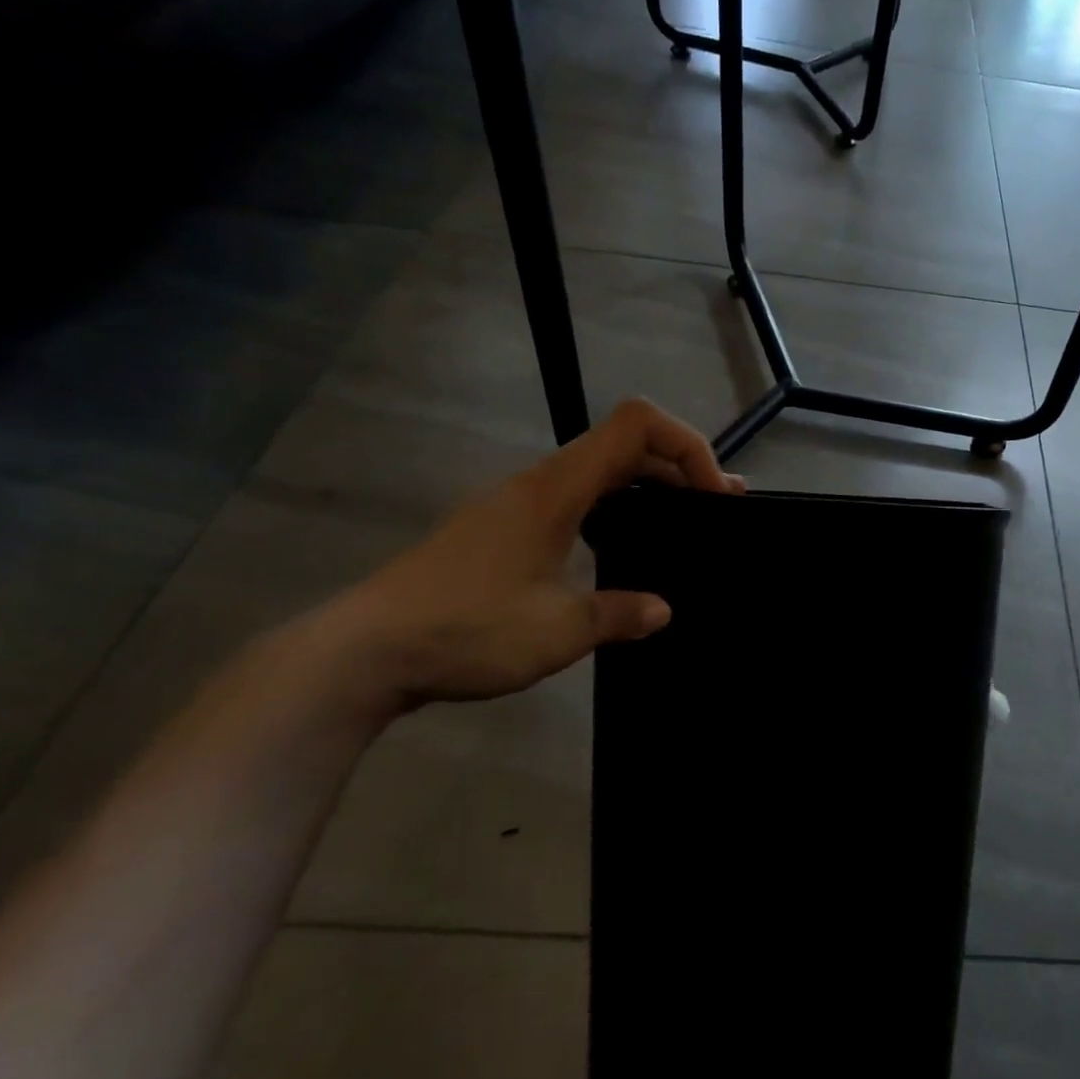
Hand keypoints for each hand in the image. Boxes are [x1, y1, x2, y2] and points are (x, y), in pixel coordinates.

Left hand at [313, 399, 742, 720]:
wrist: (361, 653)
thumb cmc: (466, 630)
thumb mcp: (557, 630)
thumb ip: (619, 613)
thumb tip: (662, 609)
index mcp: (557, 489)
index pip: (637, 425)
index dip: (689, 445)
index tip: (716, 494)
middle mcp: (539, 483)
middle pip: (624, 441)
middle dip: (680, 465)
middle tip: (718, 508)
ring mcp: (516, 504)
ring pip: (599, 469)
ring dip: (649, 485)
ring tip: (684, 521)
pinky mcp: (502, 528)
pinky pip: (576, 496)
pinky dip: (617, 505)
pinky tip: (623, 546)